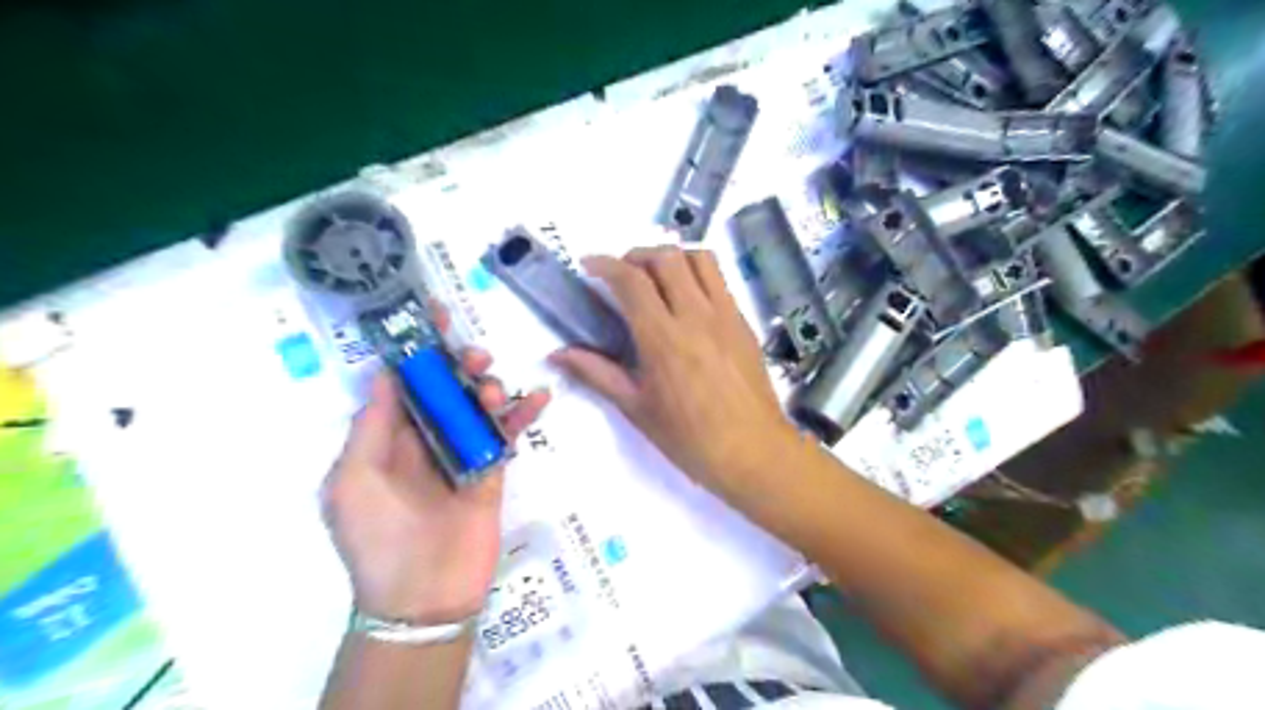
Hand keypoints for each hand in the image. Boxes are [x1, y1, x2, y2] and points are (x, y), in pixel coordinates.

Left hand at [322, 338, 549, 620]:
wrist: (423, 597)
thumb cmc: (378, 538)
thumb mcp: (352, 482)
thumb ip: (370, 427)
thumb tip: (384, 373)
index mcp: (385, 439)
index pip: (401, 383)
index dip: (416, 349)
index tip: (434, 315)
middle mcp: (423, 439)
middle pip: (445, 388)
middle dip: (458, 365)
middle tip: (474, 357)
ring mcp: (461, 453)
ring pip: (477, 406)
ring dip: (489, 388)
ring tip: (493, 390)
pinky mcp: (492, 470)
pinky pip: (507, 434)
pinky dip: (523, 414)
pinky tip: (539, 397)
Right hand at [548, 246, 793, 494]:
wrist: (753, 452)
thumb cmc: (689, 438)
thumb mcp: (636, 408)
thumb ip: (596, 373)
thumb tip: (556, 355)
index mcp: (663, 339)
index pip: (631, 281)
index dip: (605, 264)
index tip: (588, 265)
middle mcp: (695, 316)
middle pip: (665, 258)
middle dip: (636, 255)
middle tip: (621, 274)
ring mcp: (725, 315)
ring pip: (698, 258)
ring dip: (670, 257)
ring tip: (656, 277)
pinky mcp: (743, 321)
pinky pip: (719, 279)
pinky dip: (696, 272)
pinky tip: (686, 298)